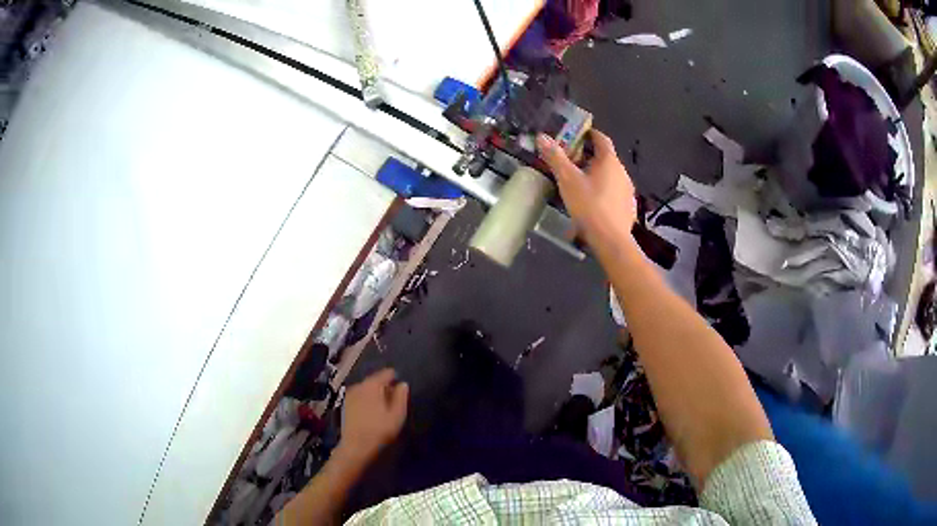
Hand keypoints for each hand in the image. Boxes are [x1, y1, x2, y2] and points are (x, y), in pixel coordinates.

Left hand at [337, 369, 408, 464]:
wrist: (356, 446)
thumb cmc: (380, 430)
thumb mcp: (397, 414)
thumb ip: (401, 397)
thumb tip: (403, 384)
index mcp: (372, 384)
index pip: (386, 373)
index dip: (395, 378)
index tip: (401, 388)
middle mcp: (359, 385)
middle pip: (375, 380)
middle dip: (384, 387)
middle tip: (394, 399)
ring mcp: (349, 394)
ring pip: (366, 389)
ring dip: (375, 394)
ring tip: (384, 407)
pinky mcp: (345, 405)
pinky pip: (359, 397)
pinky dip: (367, 400)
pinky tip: (372, 412)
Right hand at [537, 130, 636, 244]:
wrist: (611, 240)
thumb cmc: (589, 205)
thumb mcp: (567, 180)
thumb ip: (555, 157)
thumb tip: (542, 137)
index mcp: (609, 161)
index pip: (602, 139)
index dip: (590, 134)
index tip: (579, 134)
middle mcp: (623, 172)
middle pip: (606, 158)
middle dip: (590, 157)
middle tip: (573, 161)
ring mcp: (628, 191)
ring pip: (612, 176)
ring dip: (598, 175)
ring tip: (582, 183)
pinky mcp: (629, 208)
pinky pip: (615, 193)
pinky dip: (605, 192)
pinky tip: (594, 203)